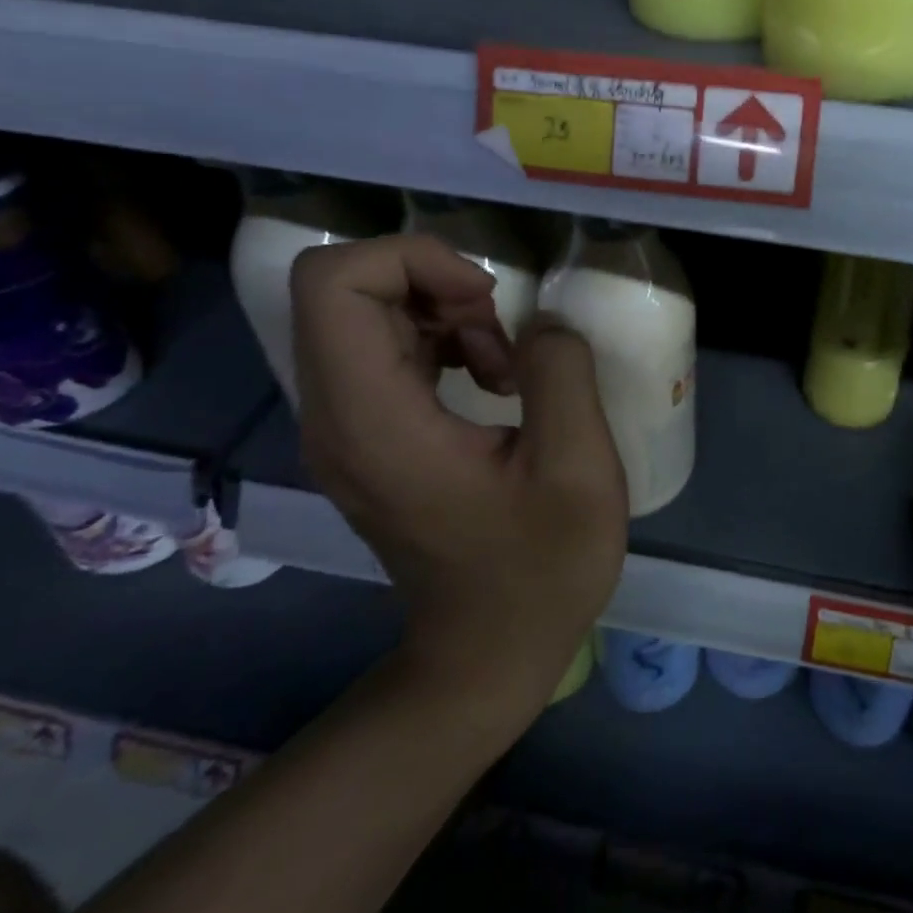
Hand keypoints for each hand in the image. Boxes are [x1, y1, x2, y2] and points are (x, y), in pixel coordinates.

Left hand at [290, 234, 627, 726]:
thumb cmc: (540, 570)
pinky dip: (438, 338)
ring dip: (441, 311)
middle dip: (434, 282)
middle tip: (502, 331)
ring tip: (505, 363)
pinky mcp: (365, 436)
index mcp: (373, 420)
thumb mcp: (578, 469)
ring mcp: (343, 428)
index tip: (487, 299)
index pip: (333, 283)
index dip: (413, 259)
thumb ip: (561, 373)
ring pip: (363, 312)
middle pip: (343, 288)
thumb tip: (542, 325)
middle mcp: (335, 415)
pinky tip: (492, 379)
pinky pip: (382, 347)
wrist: (487, 652)